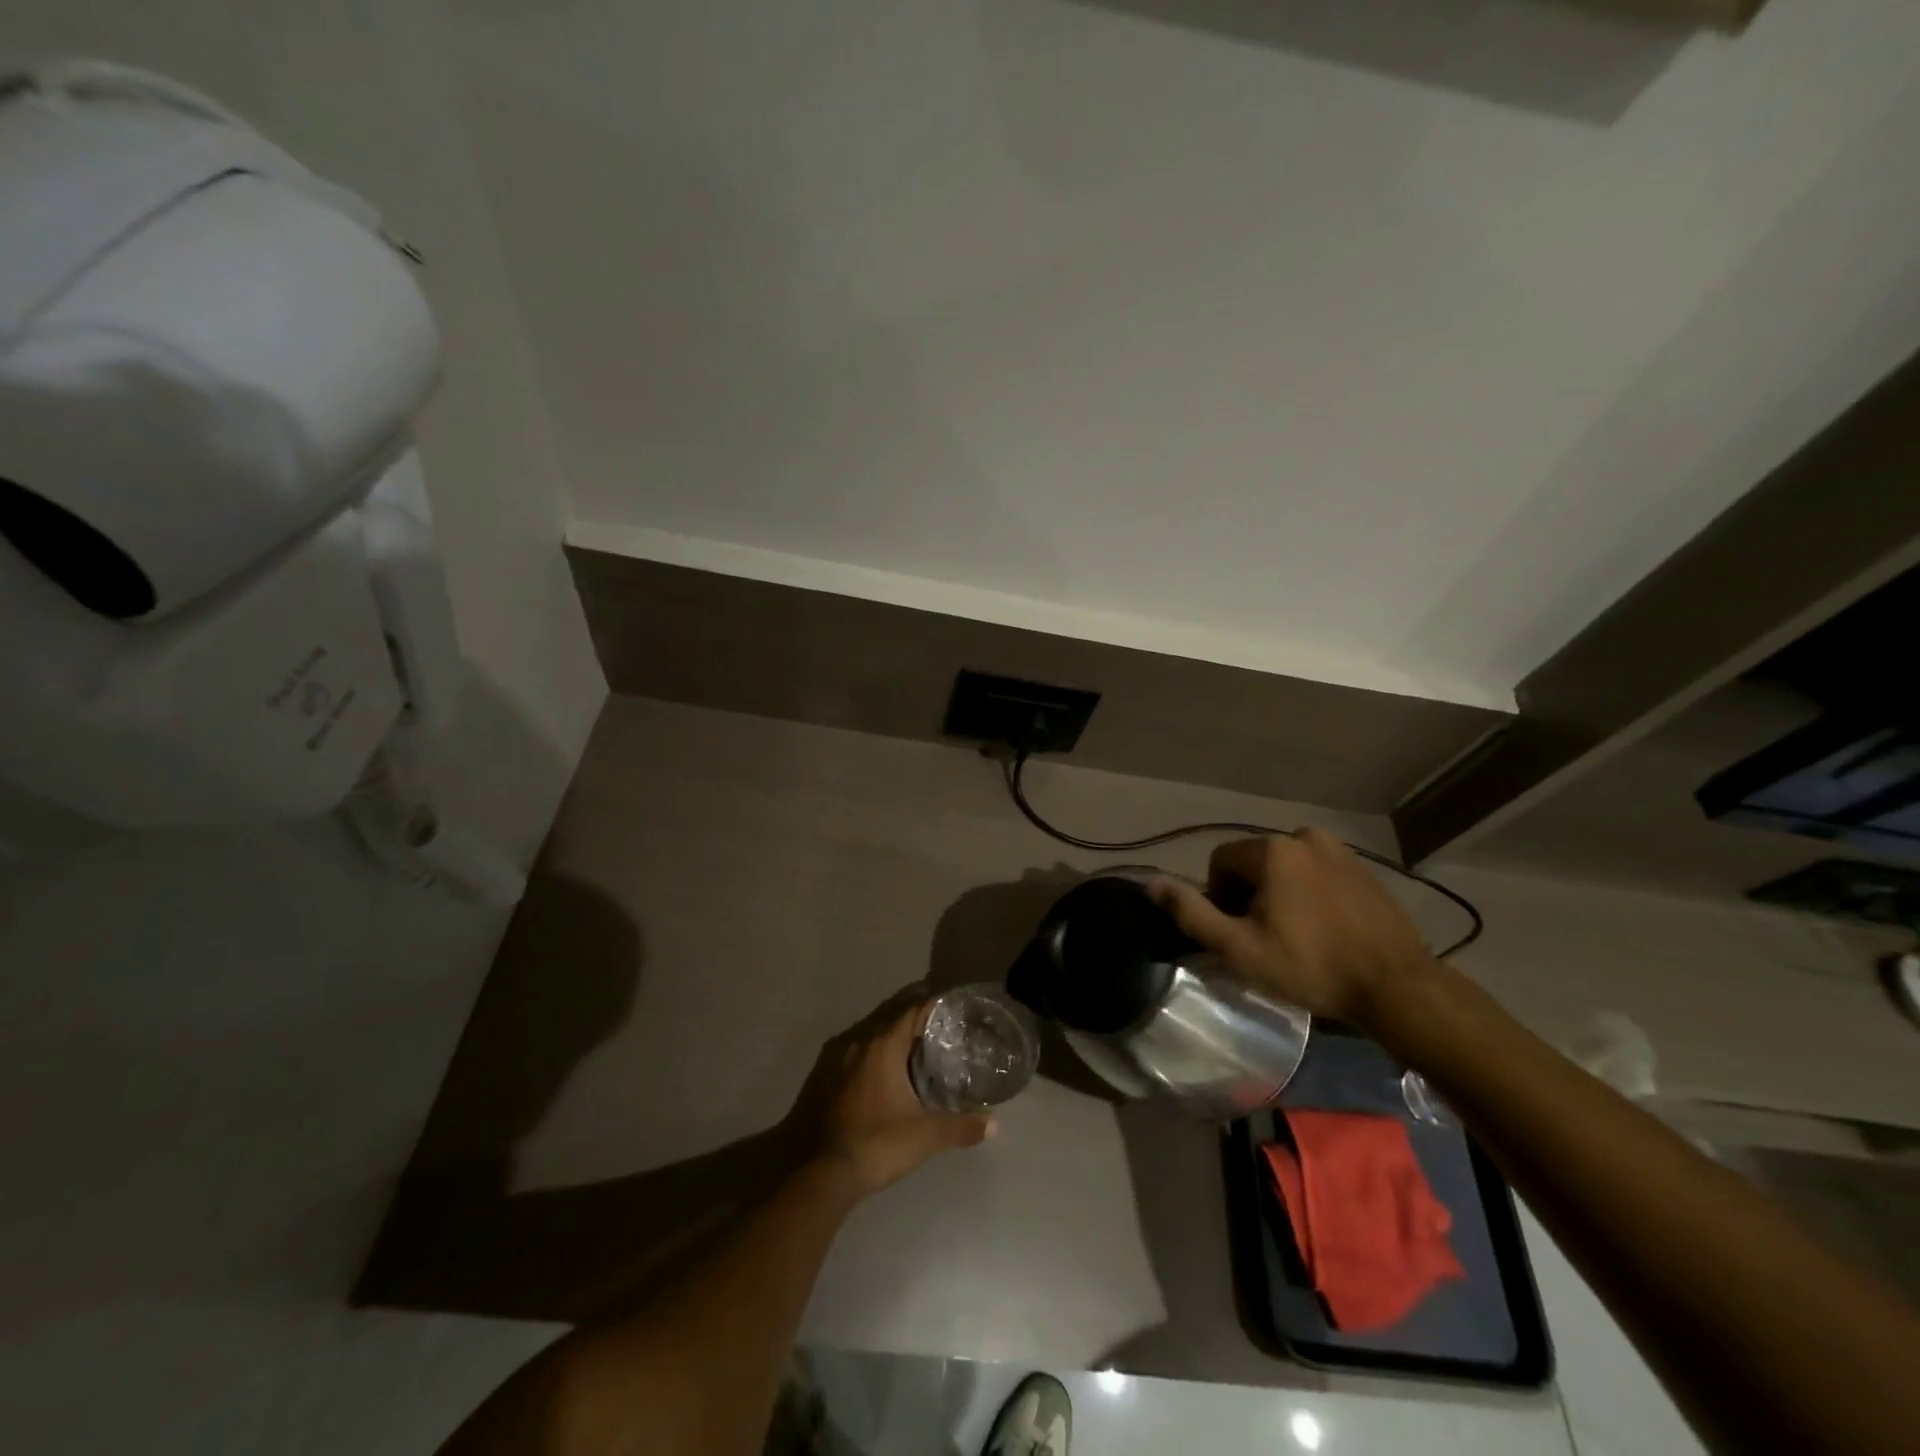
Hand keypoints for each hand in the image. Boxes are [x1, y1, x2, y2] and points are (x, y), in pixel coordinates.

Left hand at [786, 995, 993, 1196]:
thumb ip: (961, 1126)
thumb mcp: (926, 1136)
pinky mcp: (823, 1079)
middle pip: (891, 1018)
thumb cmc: (877, 1143)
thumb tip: (994, 1123)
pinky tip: (884, 1075)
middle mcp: (858, 1042)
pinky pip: (855, 1055)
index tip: (953, 1008)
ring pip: (870, 1036)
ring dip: (892, 1039)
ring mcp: (836, 1060)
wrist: (820, 1174)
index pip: (912, 1010)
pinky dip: (873, 1056)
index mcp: (883, 1045)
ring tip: (916, 1050)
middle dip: (915, 1020)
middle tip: (940, 1028)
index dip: (933, 1006)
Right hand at [1147, 830, 1437, 1025]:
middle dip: (1249, 894)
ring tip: (1294, 935)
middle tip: (1263, 939)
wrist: (1397, 987)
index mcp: (1272, 850)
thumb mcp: (1238, 948)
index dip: (1218, 897)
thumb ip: (1191, 913)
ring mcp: (1340, 851)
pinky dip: (1310, 894)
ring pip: (1287, 867)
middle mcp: (1304, 837)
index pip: (1220, 861)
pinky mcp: (1364, 870)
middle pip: (1254, 862)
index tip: (1235, 932)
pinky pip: (1318, 873)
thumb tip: (1151, 883)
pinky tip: (1323, 930)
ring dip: (1280, 893)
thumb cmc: (1310, 966)